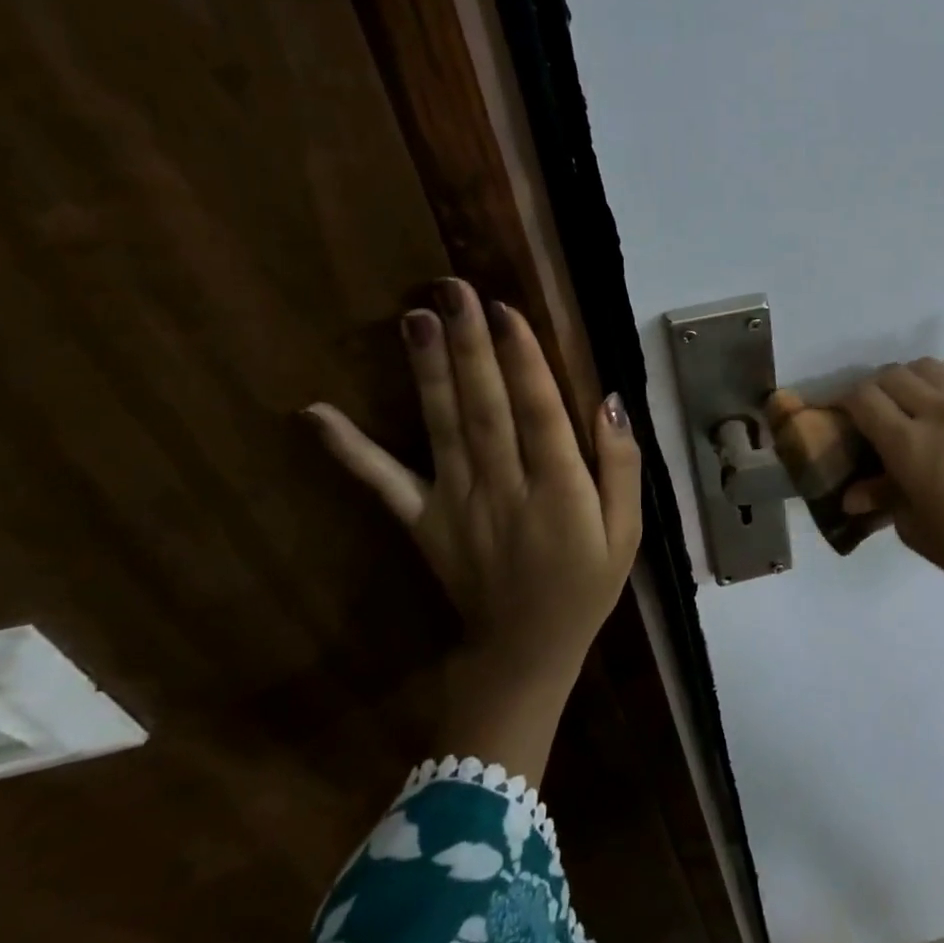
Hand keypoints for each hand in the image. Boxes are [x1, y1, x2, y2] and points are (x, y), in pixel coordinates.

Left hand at [304, 278, 641, 773]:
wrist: (525, 652)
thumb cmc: (586, 585)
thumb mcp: (627, 532)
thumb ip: (621, 465)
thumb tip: (610, 400)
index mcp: (560, 492)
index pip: (539, 413)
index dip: (523, 359)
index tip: (505, 309)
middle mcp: (504, 490)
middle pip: (485, 408)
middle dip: (470, 346)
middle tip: (452, 290)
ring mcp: (455, 506)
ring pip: (442, 429)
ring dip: (427, 372)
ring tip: (414, 318)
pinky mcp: (422, 522)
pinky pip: (383, 484)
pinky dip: (348, 450)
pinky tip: (315, 414)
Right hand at [841, 345, 943, 730]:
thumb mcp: (916, 530)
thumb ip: (883, 500)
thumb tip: (852, 493)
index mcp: (909, 445)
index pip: (863, 399)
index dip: (845, 402)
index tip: (843, 416)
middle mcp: (940, 412)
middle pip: (892, 377)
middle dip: (874, 391)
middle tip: (876, 415)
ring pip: (930, 366)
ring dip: (911, 378)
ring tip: (912, 401)